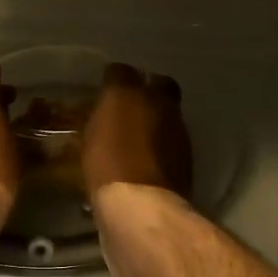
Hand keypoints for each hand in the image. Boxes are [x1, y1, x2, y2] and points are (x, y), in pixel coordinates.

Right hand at [82, 64, 192, 200]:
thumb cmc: (106, 165)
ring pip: (169, 111)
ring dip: (157, 119)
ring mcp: (177, 127)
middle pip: (158, 85)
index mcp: (126, 93)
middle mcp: (158, 101)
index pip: (120, 71)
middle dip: (147, 92)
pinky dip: (163, 143)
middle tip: (130, 108)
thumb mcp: (90, 139)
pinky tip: (149, 157)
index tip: (107, 92)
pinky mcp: (187, 152)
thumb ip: (100, 119)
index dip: (114, 80)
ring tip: (139, 137)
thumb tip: (106, 112)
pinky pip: (172, 138)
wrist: (142, 204)